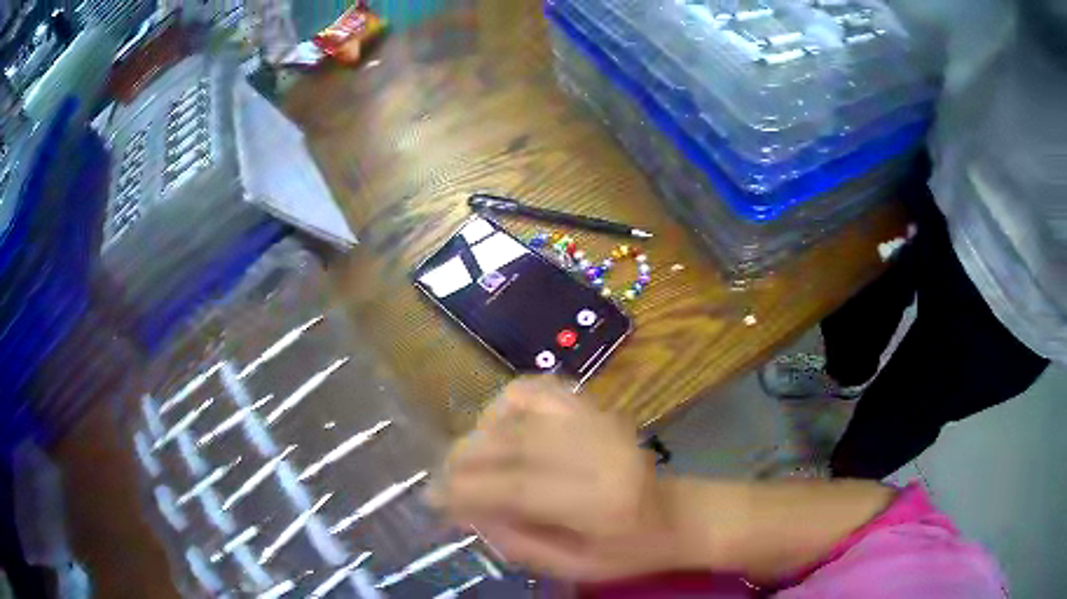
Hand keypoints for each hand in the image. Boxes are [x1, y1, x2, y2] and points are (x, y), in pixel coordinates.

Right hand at [428, 376, 680, 580]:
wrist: (677, 513)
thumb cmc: (628, 551)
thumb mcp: (573, 567)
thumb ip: (517, 542)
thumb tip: (463, 511)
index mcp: (601, 502)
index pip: (517, 488)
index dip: (466, 491)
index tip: (432, 499)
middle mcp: (601, 452)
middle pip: (513, 443)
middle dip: (463, 460)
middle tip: (440, 479)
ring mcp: (600, 421)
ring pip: (520, 409)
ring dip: (480, 432)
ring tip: (467, 458)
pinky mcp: (597, 407)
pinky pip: (539, 388)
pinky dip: (507, 402)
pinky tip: (500, 427)